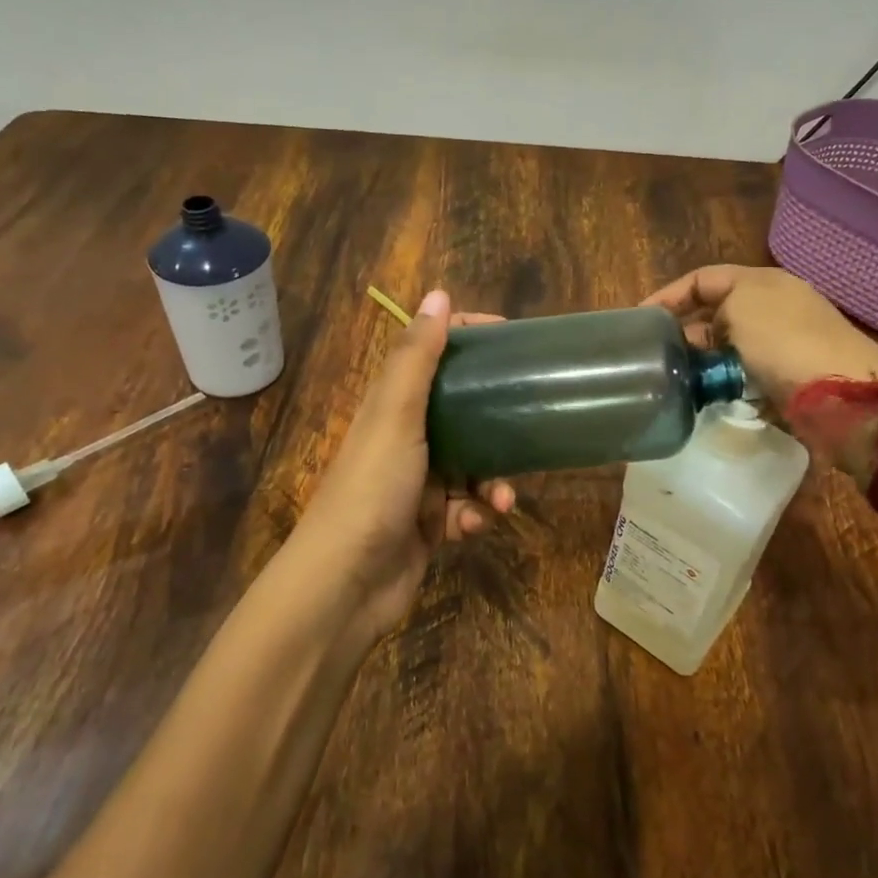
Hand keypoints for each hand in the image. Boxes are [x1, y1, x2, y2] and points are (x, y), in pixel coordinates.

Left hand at [293, 290, 514, 639]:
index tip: (513, 340)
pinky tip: (473, 527)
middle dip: (497, 421)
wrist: (346, 584)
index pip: (433, 355)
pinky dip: (475, 516)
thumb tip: (439, 293)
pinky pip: (468, 508)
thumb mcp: (396, 416)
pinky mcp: (430, 524)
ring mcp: (418, 483)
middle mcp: (405, 438)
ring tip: (501, 499)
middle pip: (463, 412)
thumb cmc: (371, 489)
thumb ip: (418, 358)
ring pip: (473, 466)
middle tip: (531, 417)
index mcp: (392, 406)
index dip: (469, 340)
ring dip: (492, 482)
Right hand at [642, 265, 877, 411]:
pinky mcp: (788, 380)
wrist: (845, 397)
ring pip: (728, 349)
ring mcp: (783, 345)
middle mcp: (774, 308)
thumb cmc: (786, 342)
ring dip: (703, 362)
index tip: (639, 321)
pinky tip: (708, 398)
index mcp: (762, 282)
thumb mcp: (741, 306)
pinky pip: (744, 377)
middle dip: (685, 332)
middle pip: (715, 314)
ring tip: (676, 380)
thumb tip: (703, 335)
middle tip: (656, 356)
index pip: (703, 279)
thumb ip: (712, 310)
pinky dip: (725, 385)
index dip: (669, 295)